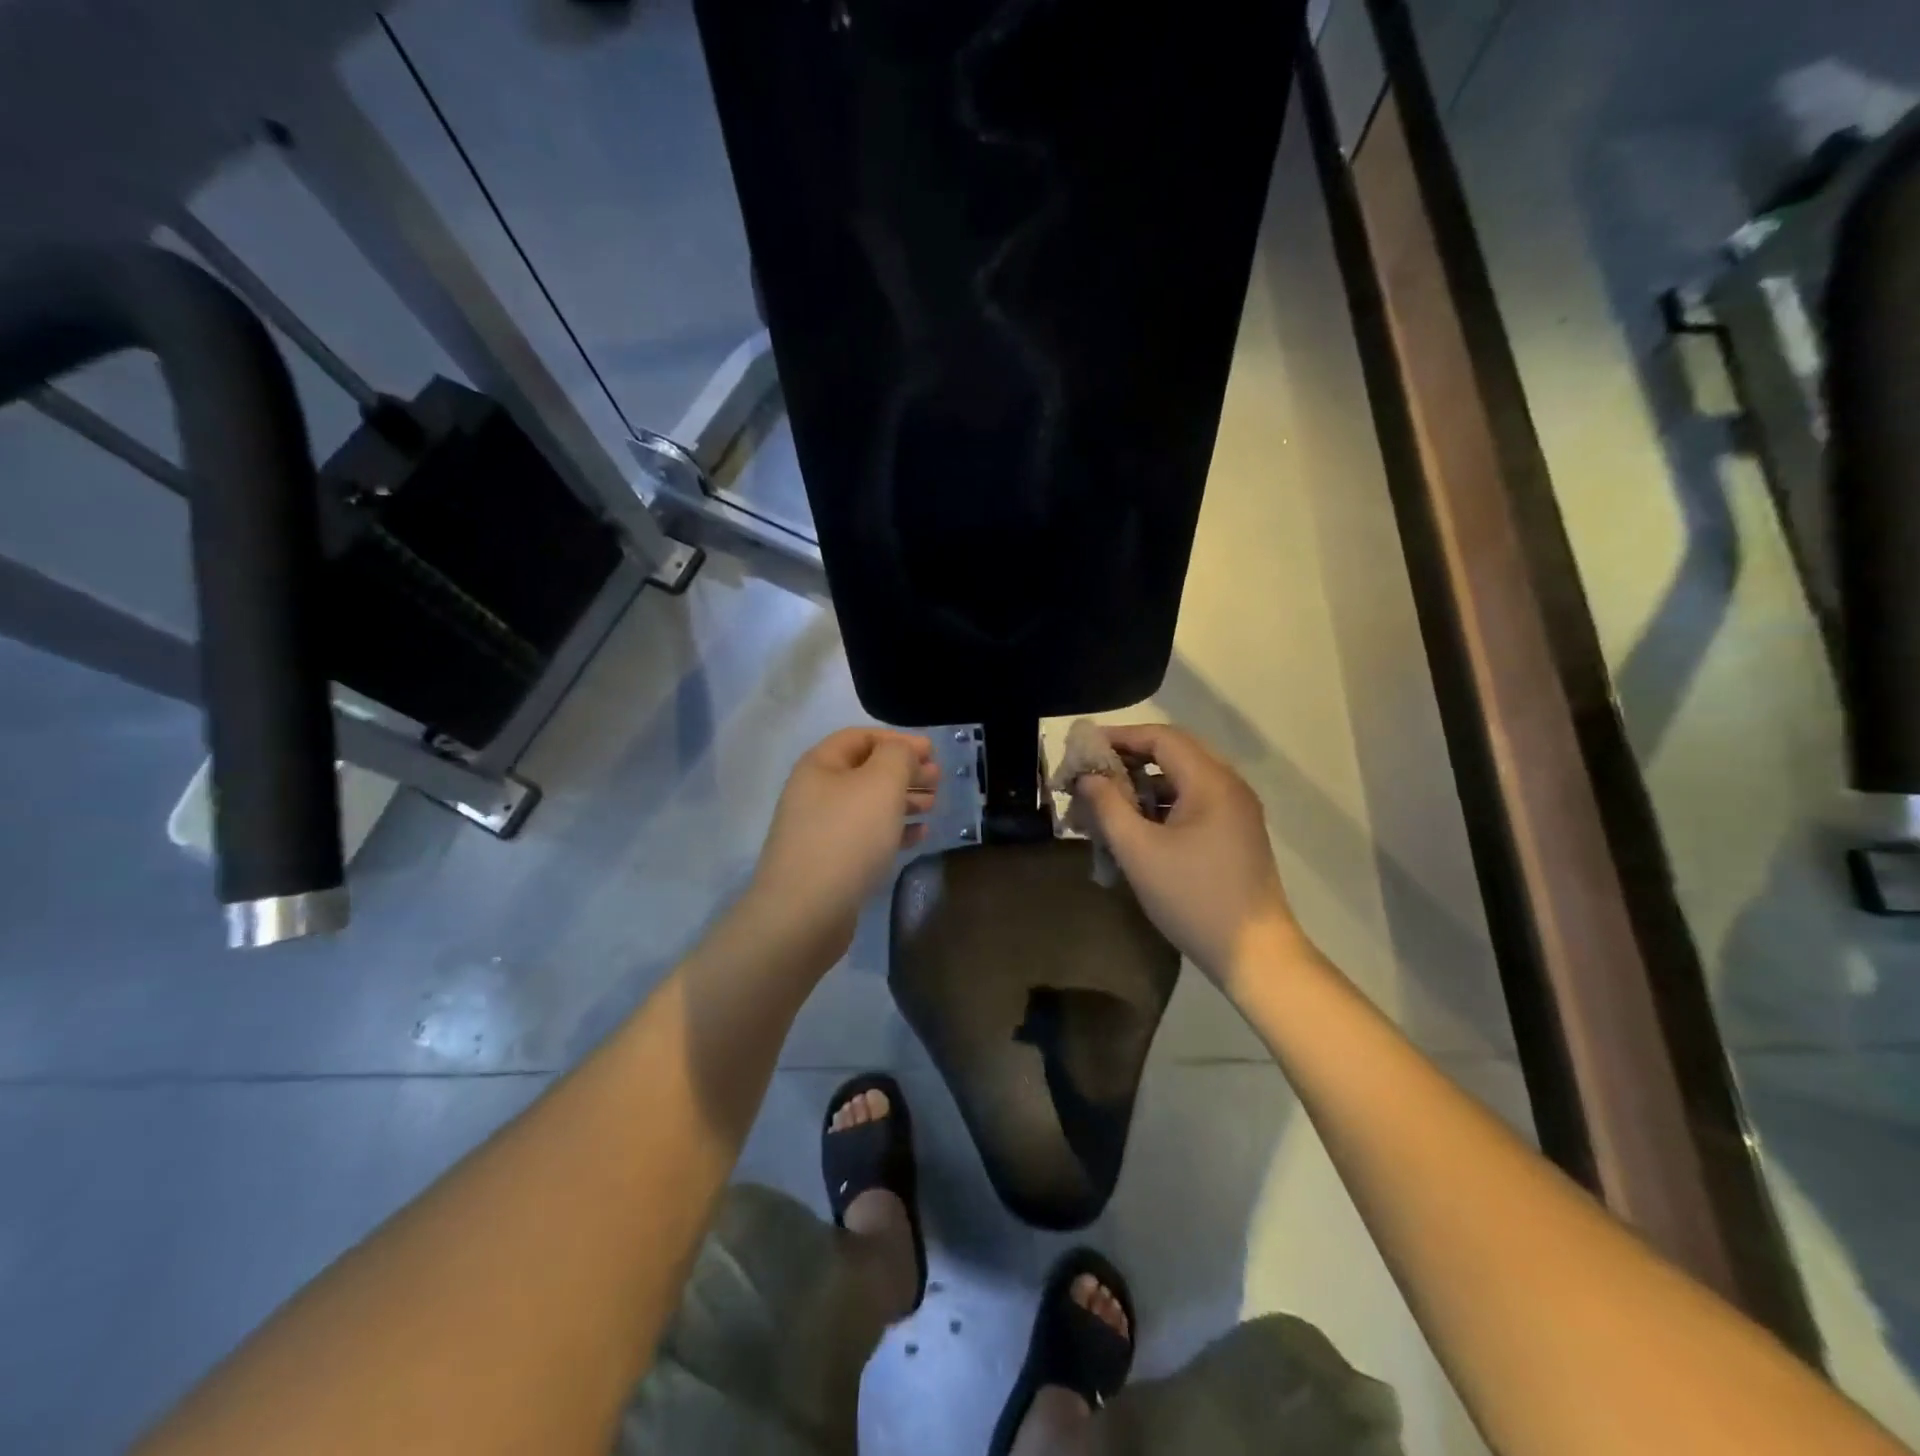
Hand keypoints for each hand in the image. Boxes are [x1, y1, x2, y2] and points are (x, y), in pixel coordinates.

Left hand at [741, 728, 938, 969]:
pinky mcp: (829, 862)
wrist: (805, 913)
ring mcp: (820, 829)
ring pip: (868, 804)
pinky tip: (918, 835)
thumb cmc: (846, 837)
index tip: (933, 751)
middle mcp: (815, 792)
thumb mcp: (881, 783)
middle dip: (904, 770)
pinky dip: (893, 830)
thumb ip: (899, 756)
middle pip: (866, 770)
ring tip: (934, 805)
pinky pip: (866, 836)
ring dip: (902, 800)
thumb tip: (904, 752)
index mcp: (820, 765)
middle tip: (938, 779)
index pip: (861, 736)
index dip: (898, 739)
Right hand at [1074, 724, 1301, 992]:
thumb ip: (1108, 807)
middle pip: (1175, 752)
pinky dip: (1164, 802)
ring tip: (1109, 797)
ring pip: (1185, 777)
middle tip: (1094, 769)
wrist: (1255, 953)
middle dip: (1131, 756)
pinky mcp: (1237, 832)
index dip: (1120, 737)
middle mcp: (1230, 786)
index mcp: (1211, 782)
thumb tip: (1088, 777)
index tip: (1085, 747)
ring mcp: (1237, 810)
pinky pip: (1195, 800)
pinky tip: (1138, 823)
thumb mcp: (1139, 852)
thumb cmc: (1192, 898)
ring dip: (1146, 781)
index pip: (1161, 737)